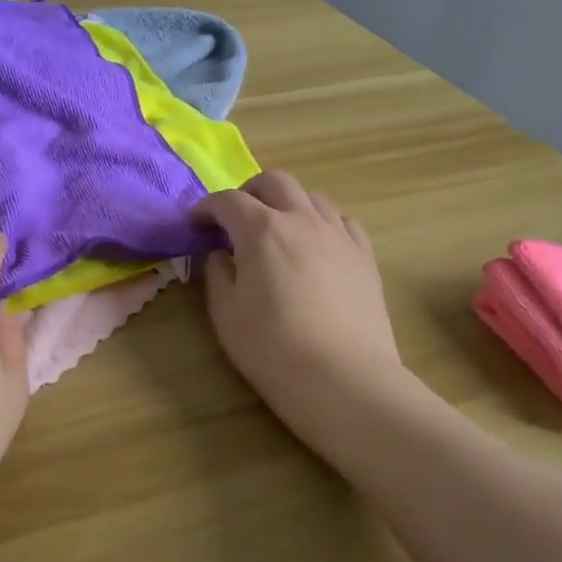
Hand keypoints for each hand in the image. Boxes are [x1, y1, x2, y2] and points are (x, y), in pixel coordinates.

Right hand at [192, 171, 402, 417]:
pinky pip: (342, 221)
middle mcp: (302, 219)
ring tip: (278, 230)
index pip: (228, 201)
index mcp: (261, 229)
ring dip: (288, 204)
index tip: (196, 224)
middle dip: (249, 192)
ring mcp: (339, 235)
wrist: (344, 379)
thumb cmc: (272, 348)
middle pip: (274, 182)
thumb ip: (217, 274)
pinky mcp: (365, 256)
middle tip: (236, 217)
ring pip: (312, 197)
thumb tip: (221, 255)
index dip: (207, 208)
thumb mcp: (226, 313)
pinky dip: (322, 223)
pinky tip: (317, 245)